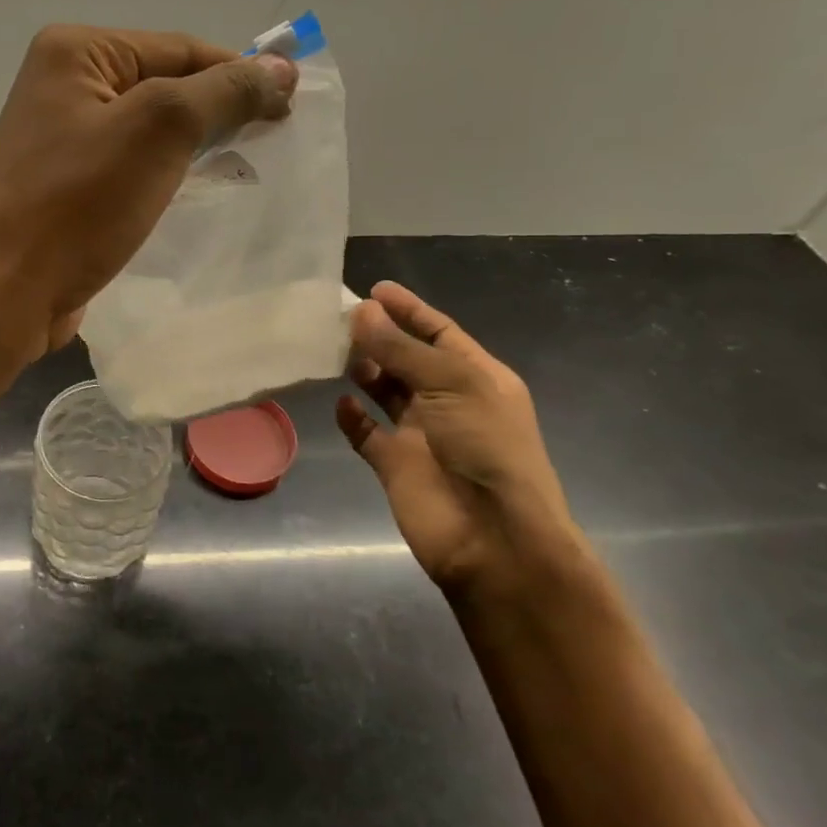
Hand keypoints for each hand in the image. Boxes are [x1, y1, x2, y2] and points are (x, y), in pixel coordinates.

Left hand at [0, 25, 297, 357]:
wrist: (4, 293)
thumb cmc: (78, 202)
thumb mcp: (159, 130)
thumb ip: (223, 91)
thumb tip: (281, 68)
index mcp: (74, 52)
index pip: (178, 48)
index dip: (238, 74)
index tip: (290, 108)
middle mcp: (61, 85)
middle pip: (163, 86)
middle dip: (217, 112)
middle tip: (271, 142)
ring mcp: (59, 139)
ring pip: (147, 131)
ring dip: (194, 147)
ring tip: (243, 169)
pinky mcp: (64, 186)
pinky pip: (128, 168)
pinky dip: (164, 176)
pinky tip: (195, 194)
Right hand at [337, 281, 587, 600]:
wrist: (492, 537)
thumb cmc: (485, 448)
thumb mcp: (451, 384)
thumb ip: (401, 349)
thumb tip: (361, 310)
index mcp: (476, 377)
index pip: (439, 332)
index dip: (409, 309)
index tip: (374, 288)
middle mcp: (448, 400)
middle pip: (408, 359)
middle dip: (379, 337)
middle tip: (339, 318)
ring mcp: (420, 433)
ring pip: (385, 392)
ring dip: (364, 371)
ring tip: (334, 351)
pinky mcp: (394, 464)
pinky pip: (367, 433)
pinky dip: (352, 417)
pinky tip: (339, 402)